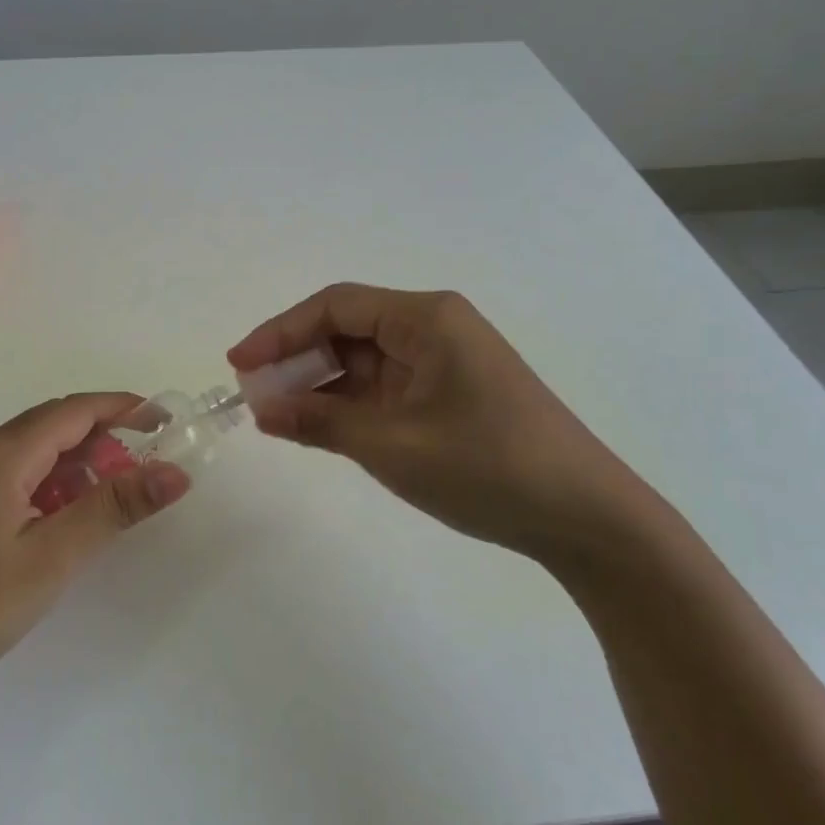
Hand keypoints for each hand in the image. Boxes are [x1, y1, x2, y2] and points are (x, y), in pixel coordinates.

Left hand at [0, 394, 190, 708]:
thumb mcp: (50, 558)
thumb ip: (112, 510)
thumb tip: (175, 473)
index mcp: (3, 453)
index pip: (76, 409)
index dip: (125, 407)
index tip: (168, 420)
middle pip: (54, 426)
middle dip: (105, 438)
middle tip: (146, 470)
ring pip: (34, 454)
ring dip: (78, 465)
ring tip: (110, 501)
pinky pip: (14, 478)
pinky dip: (50, 487)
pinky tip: (60, 524)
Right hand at [228, 284, 668, 564]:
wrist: (586, 517)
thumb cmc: (488, 467)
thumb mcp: (393, 445)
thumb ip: (321, 421)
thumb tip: (262, 409)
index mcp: (426, 318)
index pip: (335, 307)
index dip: (280, 331)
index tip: (239, 364)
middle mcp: (434, 328)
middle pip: (347, 330)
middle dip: (297, 360)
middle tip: (255, 396)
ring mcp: (443, 362)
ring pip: (363, 361)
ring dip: (321, 386)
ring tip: (278, 416)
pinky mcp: (448, 394)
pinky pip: (384, 388)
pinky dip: (349, 405)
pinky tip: (321, 428)